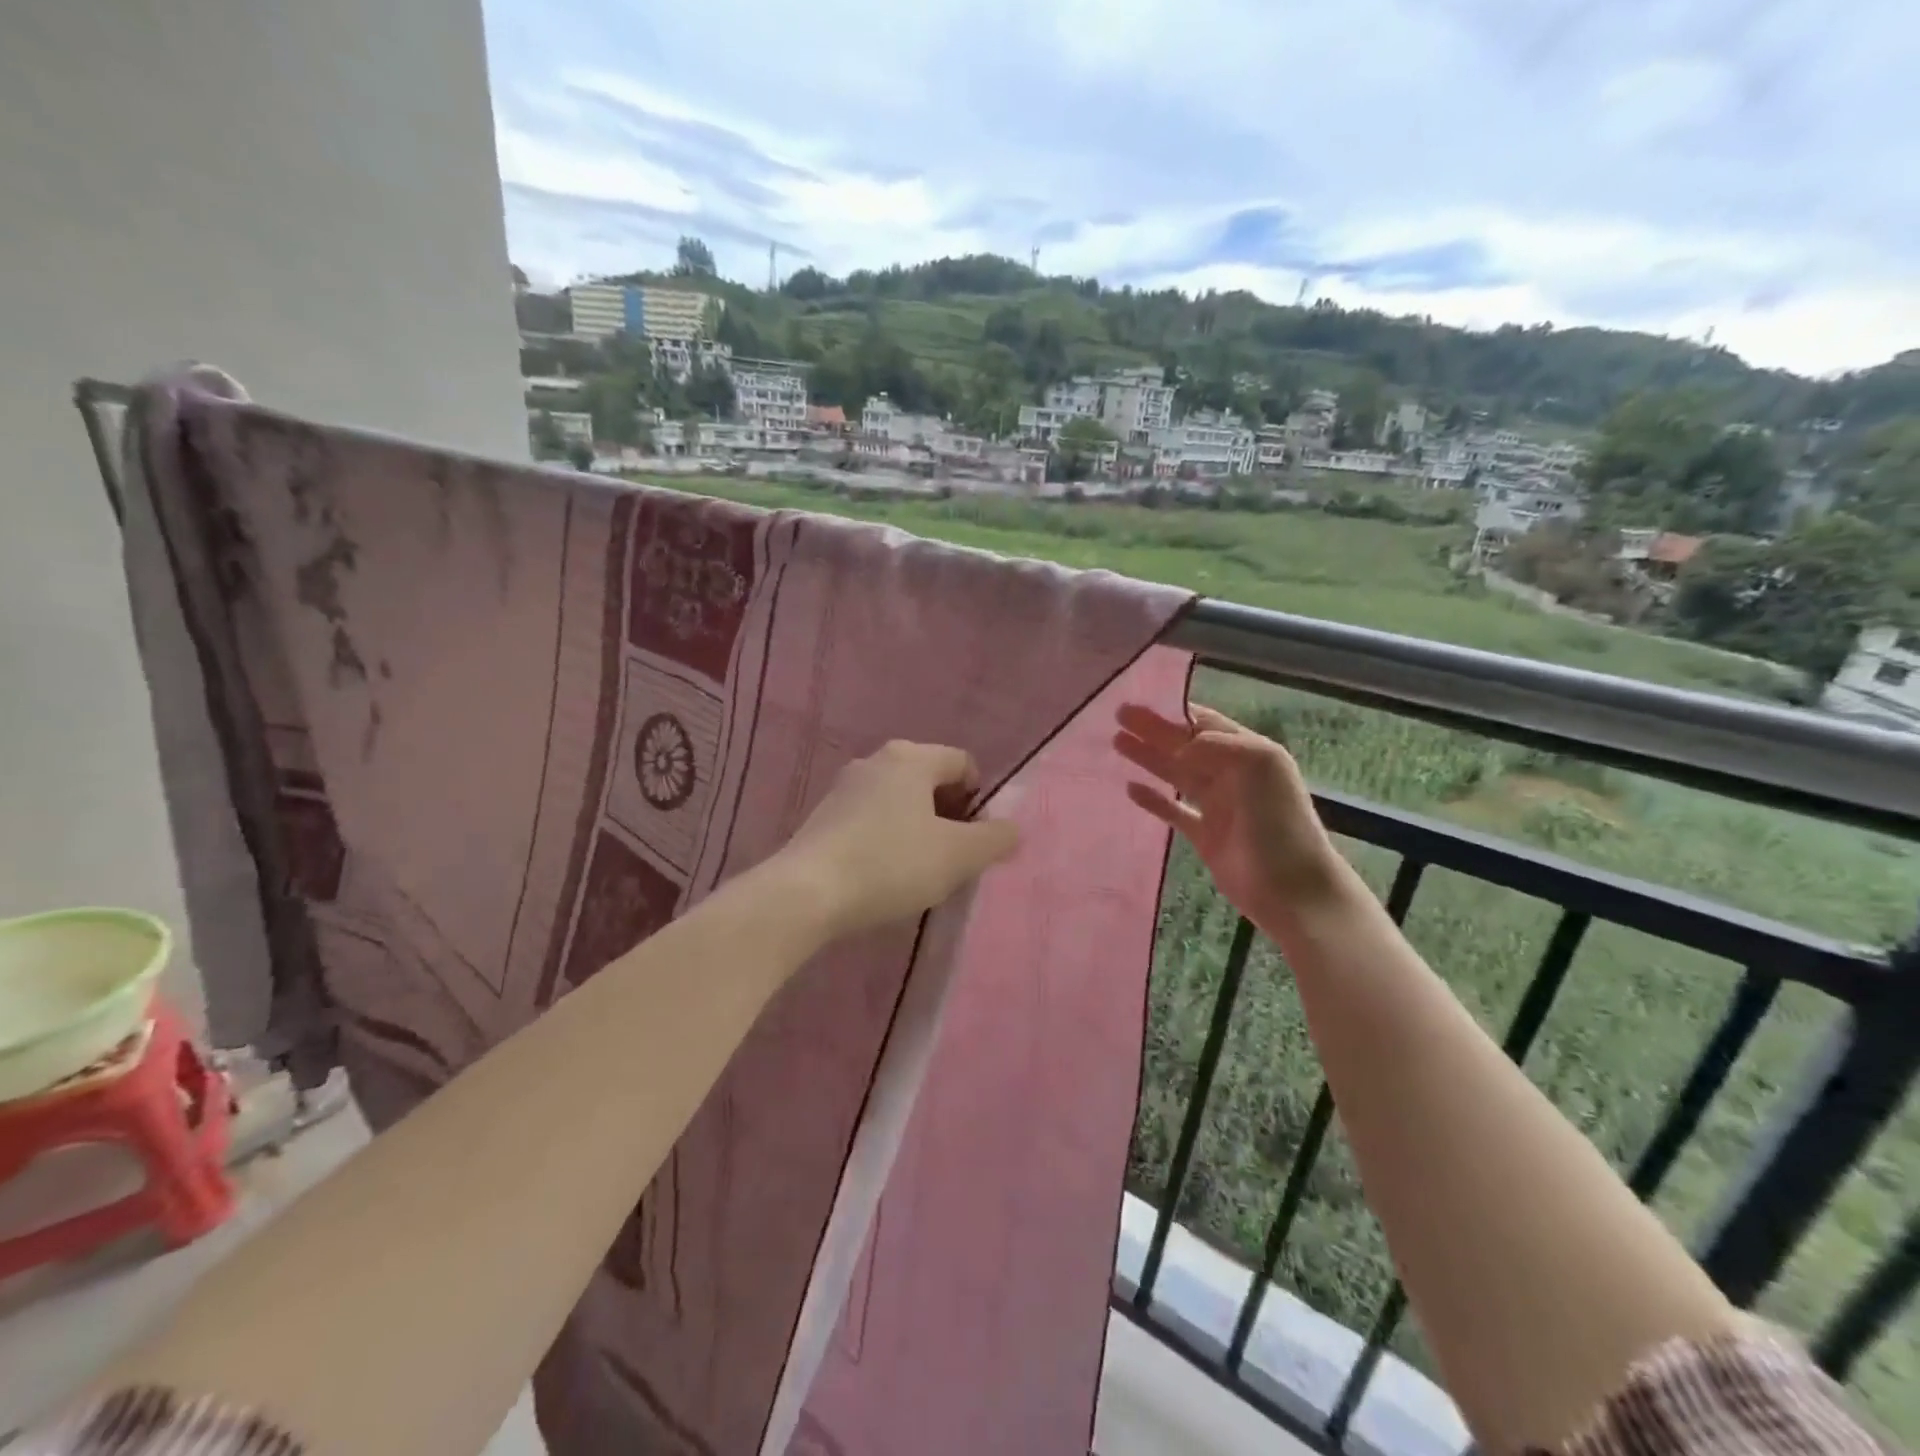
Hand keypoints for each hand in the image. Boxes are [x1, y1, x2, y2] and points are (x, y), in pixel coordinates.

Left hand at [781, 741, 1021, 938]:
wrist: (806, 893)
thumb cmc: (891, 863)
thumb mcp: (958, 856)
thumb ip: (994, 839)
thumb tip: (1012, 829)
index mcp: (911, 757)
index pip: (963, 763)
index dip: (980, 799)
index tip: (976, 839)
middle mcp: (876, 760)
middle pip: (930, 780)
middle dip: (949, 815)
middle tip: (953, 856)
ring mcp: (844, 787)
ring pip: (899, 801)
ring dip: (918, 829)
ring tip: (919, 870)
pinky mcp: (822, 816)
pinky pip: (871, 819)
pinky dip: (887, 839)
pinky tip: (883, 874)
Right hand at [1114, 703, 1343, 929]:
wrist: (1290, 887)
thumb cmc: (1278, 821)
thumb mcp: (1258, 765)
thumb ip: (1217, 746)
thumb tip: (1179, 747)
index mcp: (1248, 752)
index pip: (1205, 722)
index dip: (1175, 711)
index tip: (1143, 699)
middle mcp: (1231, 773)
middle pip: (1184, 745)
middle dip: (1153, 730)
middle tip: (1119, 715)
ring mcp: (1217, 805)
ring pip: (1176, 773)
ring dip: (1148, 757)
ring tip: (1117, 742)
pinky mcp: (1204, 836)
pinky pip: (1173, 810)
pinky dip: (1153, 799)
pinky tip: (1131, 788)